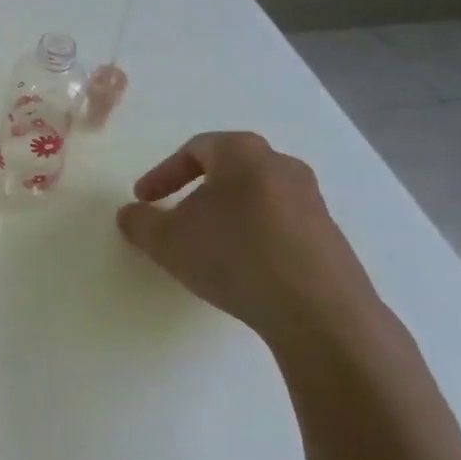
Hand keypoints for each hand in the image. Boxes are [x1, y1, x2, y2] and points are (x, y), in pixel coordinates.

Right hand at [116, 132, 383, 349]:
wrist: (318, 310)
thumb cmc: (233, 255)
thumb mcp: (166, 240)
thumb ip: (139, 222)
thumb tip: (130, 214)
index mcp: (243, 152)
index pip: (194, 150)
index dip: (163, 174)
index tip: (144, 200)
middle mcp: (282, 165)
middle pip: (229, 170)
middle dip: (196, 193)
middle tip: (175, 219)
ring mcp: (313, 201)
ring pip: (255, 198)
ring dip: (226, 217)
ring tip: (208, 248)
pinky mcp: (330, 236)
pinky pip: (279, 226)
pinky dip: (254, 238)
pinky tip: (243, 269)